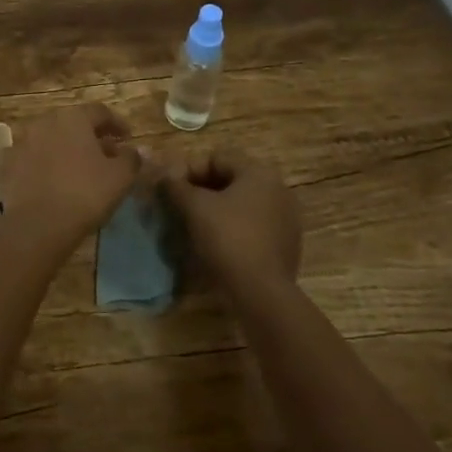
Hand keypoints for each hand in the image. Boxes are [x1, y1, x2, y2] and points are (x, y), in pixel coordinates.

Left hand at [0, 103, 140, 263]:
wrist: (38, 225)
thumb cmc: (85, 194)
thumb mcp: (120, 177)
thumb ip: (131, 159)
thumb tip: (136, 150)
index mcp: (74, 117)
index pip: (100, 112)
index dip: (117, 124)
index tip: (128, 139)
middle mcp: (46, 121)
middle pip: (73, 123)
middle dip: (91, 136)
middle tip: (106, 153)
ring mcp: (23, 141)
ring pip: (51, 139)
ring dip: (67, 148)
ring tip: (80, 168)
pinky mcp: (8, 164)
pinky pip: (33, 158)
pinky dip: (45, 163)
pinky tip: (54, 179)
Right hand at [160, 149, 301, 297]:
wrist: (261, 293)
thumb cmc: (227, 239)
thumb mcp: (194, 207)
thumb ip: (176, 186)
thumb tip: (164, 176)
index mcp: (260, 173)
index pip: (217, 158)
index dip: (188, 170)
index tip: (170, 189)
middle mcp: (278, 189)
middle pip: (231, 180)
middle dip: (202, 189)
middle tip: (179, 206)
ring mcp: (286, 218)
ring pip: (242, 204)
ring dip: (216, 209)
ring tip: (194, 225)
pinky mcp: (286, 244)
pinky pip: (253, 225)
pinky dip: (233, 228)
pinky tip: (216, 244)